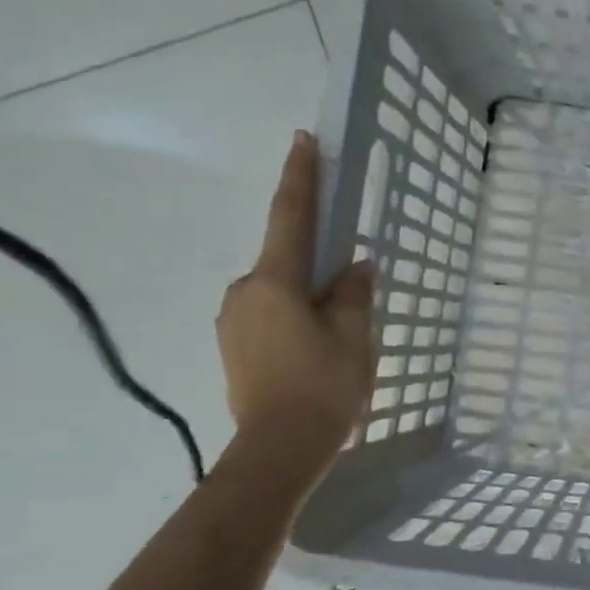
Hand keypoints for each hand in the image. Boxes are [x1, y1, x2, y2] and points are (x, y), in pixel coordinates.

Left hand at [218, 131, 373, 458]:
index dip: (300, 176)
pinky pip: (269, 316)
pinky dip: (294, 319)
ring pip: (278, 292)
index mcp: (274, 281)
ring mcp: (233, 321)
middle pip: (286, 261)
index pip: (291, 216)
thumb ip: (353, 293)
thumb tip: (356, 265)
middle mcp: (244, 291)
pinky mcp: (233, 346)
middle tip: (349, 292)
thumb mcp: (353, 336)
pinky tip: (315, 351)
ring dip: (306, 298)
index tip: (303, 139)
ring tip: (336, 336)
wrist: (278, 450)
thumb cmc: (323, 387)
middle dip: (316, 265)